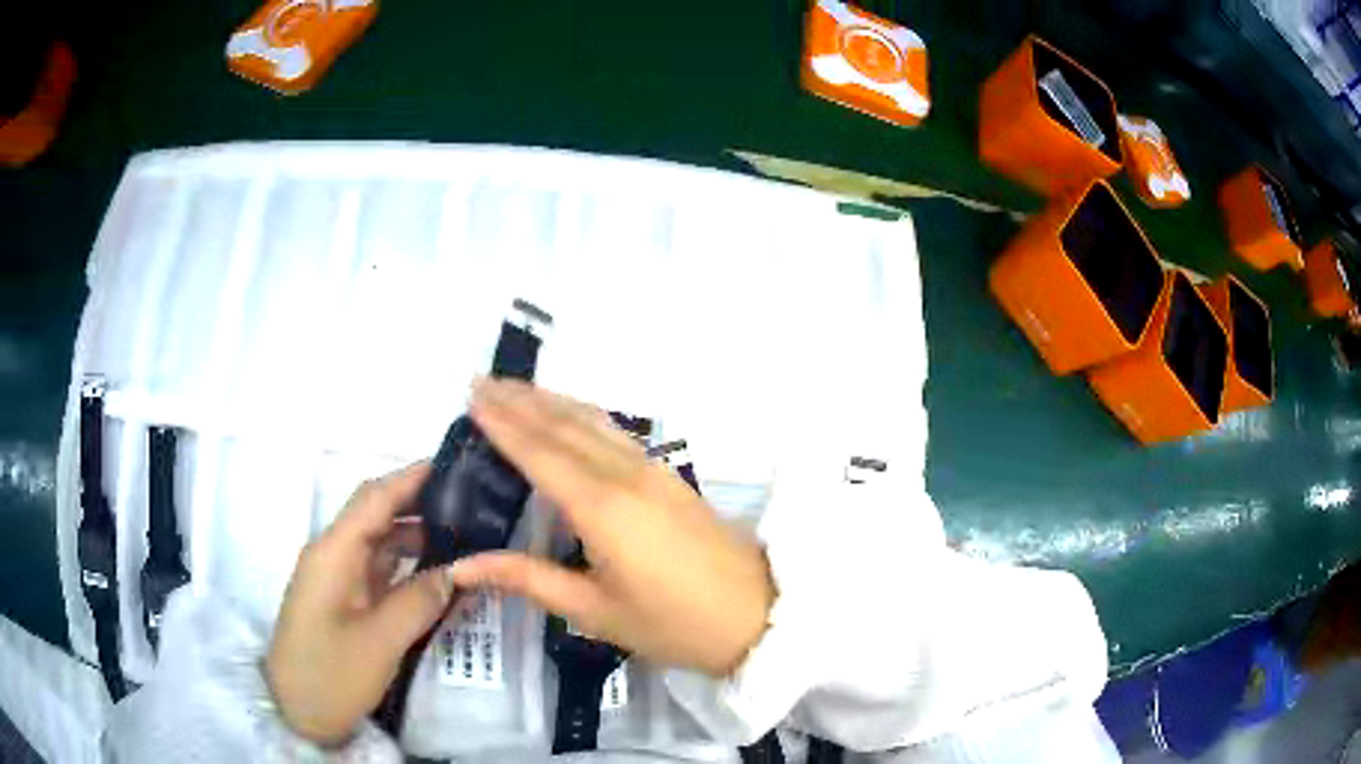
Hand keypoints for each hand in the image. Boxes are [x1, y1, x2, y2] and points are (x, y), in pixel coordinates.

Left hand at [266, 462, 455, 745]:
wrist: (296, 711)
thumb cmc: (332, 673)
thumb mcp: (381, 641)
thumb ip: (420, 600)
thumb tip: (458, 571)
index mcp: (334, 552)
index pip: (375, 498)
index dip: (412, 477)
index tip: (456, 466)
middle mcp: (333, 554)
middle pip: (377, 515)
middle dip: (420, 504)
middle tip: (472, 505)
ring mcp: (337, 578)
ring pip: (380, 543)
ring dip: (417, 537)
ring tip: (465, 537)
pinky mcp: (343, 600)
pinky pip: (378, 570)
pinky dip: (407, 566)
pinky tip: (437, 574)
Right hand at [452, 378, 775, 676]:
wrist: (756, 615)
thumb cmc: (673, 624)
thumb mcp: (595, 611)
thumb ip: (528, 579)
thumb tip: (462, 565)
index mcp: (601, 507)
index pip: (539, 453)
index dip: (503, 423)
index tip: (472, 397)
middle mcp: (624, 474)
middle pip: (563, 425)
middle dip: (519, 400)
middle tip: (480, 381)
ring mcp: (652, 469)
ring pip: (592, 420)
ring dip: (549, 400)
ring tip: (513, 387)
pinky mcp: (669, 474)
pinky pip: (614, 431)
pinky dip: (581, 413)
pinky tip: (569, 414)